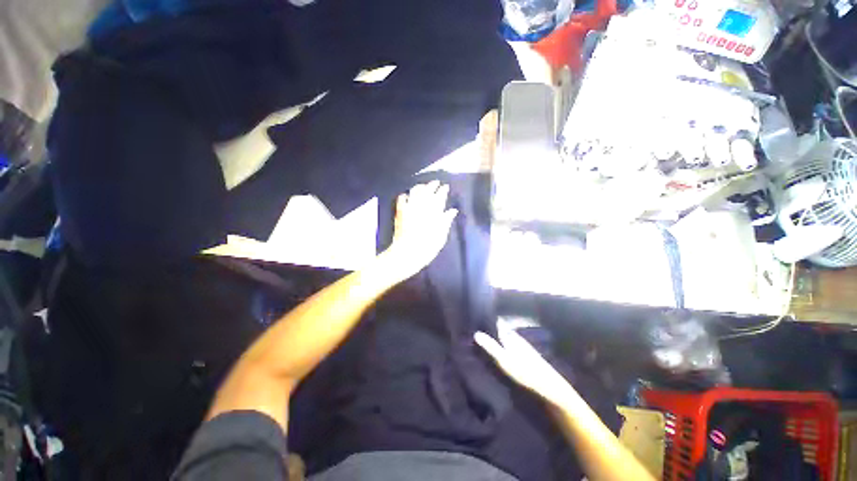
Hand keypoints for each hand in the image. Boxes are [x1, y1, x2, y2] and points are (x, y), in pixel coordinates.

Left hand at [385, 181, 457, 274]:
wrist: (407, 252)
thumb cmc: (428, 247)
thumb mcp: (441, 236)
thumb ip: (446, 221)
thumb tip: (452, 211)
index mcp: (434, 211)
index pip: (440, 196)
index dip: (443, 190)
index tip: (445, 187)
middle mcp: (422, 206)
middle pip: (428, 190)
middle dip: (432, 185)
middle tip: (436, 183)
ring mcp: (410, 207)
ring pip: (415, 191)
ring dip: (420, 187)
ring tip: (423, 186)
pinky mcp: (400, 211)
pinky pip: (402, 198)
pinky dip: (405, 195)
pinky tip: (407, 195)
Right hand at [475, 328, 577, 407]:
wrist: (551, 388)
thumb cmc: (526, 373)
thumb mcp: (505, 361)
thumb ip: (491, 347)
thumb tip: (476, 333)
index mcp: (512, 337)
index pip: (498, 323)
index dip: (488, 320)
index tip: (476, 317)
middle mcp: (517, 339)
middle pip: (502, 330)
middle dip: (491, 329)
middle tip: (476, 330)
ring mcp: (523, 348)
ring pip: (507, 339)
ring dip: (497, 339)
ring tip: (485, 341)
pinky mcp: (527, 358)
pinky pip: (511, 348)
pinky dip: (504, 348)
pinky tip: (500, 354)